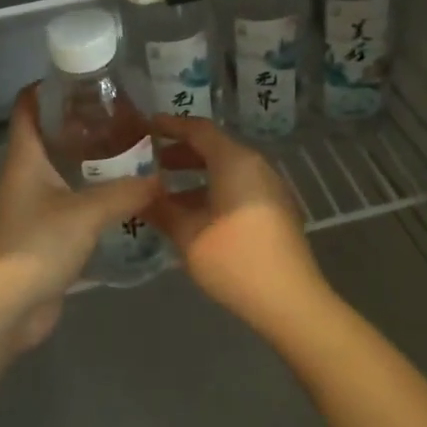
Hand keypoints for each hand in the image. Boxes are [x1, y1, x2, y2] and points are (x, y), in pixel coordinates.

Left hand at [0, 86, 161, 349]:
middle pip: (48, 137)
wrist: (6, 308)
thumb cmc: (37, 246)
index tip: (82, 78)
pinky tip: (121, 197)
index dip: (47, 88)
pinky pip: (68, 203)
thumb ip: (125, 193)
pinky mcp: (41, 235)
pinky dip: (90, 195)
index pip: (27, 108)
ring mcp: (30, 207)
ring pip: (60, 171)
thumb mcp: (86, 213)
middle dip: (80, 124)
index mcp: (24, 159)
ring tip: (129, 152)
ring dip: (88, 162)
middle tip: (121, 116)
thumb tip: (160, 179)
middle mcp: (24, 177)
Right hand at [145, 114, 333, 333]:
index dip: (170, 126)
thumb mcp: (188, 235)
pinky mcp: (275, 209)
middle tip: (149, 161)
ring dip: (195, 175)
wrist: (289, 299)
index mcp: (235, 161)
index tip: (145, 128)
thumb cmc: (234, 259)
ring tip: (164, 192)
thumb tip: (138, 195)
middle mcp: (255, 165)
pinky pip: (238, 186)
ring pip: (227, 169)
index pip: (198, 130)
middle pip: (214, 147)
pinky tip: (192, 214)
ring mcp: (269, 188)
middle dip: (180, 152)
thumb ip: (161, 210)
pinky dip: (213, 189)